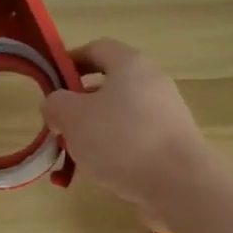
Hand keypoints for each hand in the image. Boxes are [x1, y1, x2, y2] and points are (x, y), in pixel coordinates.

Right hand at [42, 39, 212, 227]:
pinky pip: (136, 138)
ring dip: (95, 131)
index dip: (70, 60)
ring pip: (120, 114)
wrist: (180, 184)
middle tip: (60, 126)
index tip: (51, 82)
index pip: (96, 48)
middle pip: (109, 84)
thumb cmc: (122, 140)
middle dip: (80, 104)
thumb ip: (56, 104)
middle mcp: (153, 82)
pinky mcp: (173, 143)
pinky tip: (103, 173)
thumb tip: (56, 104)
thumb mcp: (73, 118)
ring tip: (77, 156)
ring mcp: (167, 113)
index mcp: (130, 65)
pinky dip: (116, 150)